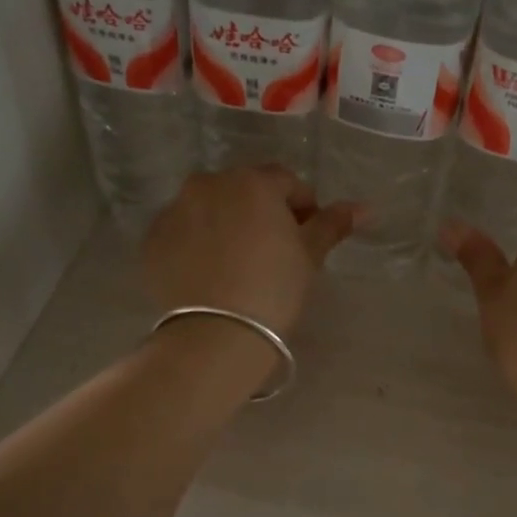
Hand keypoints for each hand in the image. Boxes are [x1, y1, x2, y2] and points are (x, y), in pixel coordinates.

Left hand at [143, 167, 355, 336]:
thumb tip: (364, 207)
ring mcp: (174, 210)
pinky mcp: (152, 239)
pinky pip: (182, 232)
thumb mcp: (309, 257)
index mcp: (252, 182)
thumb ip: (332, 225)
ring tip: (238, 263)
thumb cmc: (273, 290)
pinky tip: (208, 274)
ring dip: (227, 224)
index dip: (302, 208)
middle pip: (244, 190)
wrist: (214, 335)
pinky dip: (196, 243)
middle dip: (261, 212)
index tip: (307, 238)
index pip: (287, 183)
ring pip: (210, 208)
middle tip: (274, 251)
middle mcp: (208, 184)